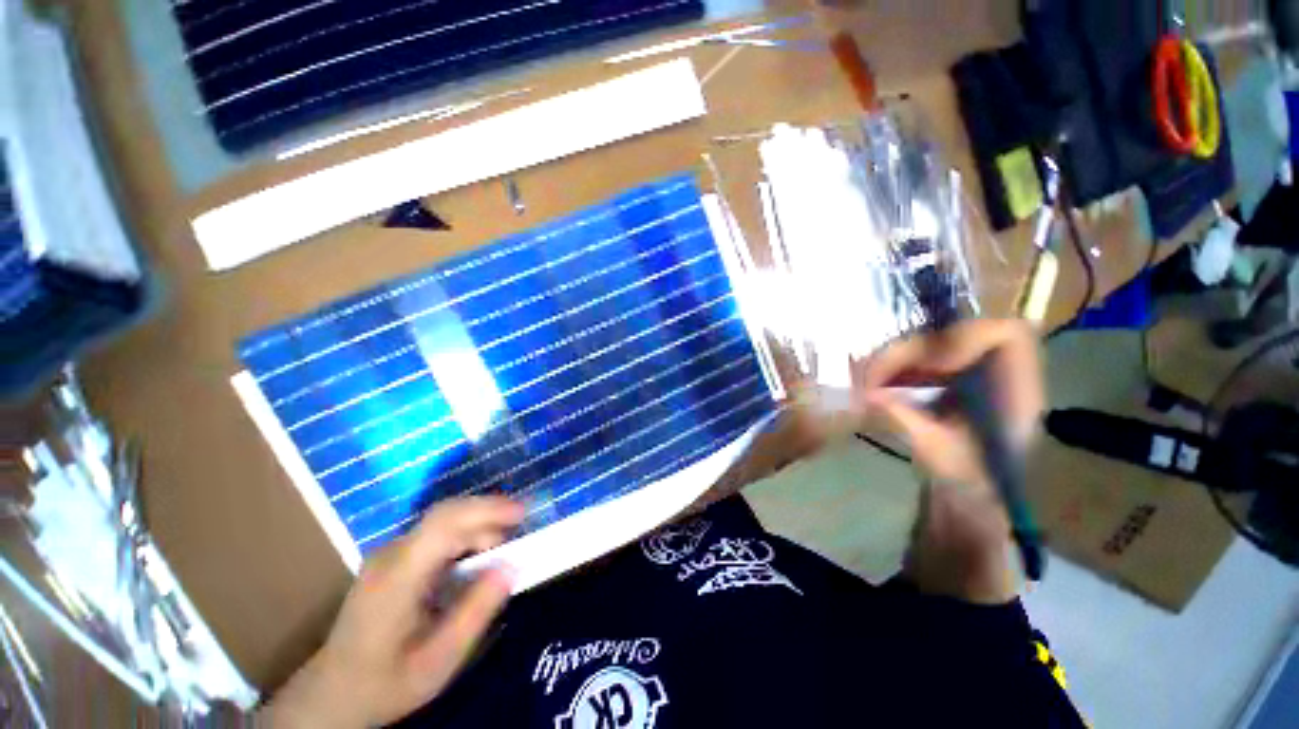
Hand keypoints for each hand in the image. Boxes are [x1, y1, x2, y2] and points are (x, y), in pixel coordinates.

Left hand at [264, 497, 523, 727]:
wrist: (331, 695)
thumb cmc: (385, 683)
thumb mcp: (438, 661)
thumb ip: (476, 612)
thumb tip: (512, 566)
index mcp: (398, 577)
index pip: (445, 524)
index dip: (486, 510)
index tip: (522, 514)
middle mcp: (391, 555)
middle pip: (446, 515)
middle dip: (488, 515)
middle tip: (519, 533)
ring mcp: (389, 554)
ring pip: (442, 522)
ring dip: (478, 526)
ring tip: (502, 549)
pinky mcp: (393, 559)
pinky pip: (435, 535)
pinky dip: (465, 536)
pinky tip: (477, 556)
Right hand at [853, 319, 1044, 602]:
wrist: (961, 520)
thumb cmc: (963, 497)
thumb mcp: (938, 461)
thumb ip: (906, 423)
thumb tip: (863, 395)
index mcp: (1015, 397)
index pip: (1007, 336)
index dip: (960, 339)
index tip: (918, 366)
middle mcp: (997, 382)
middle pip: (957, 337)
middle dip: (908, 352)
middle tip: (867, 377)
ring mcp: (970, 385)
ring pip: (932, 349)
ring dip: (894, 361)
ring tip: (864, 384)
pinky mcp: (947, 392)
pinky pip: (919, 365)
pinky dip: (892, 372)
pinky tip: (873, 390)